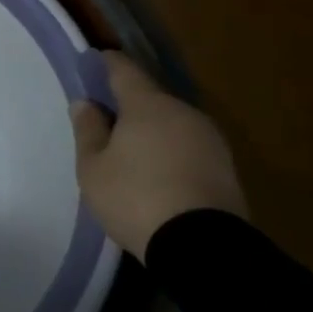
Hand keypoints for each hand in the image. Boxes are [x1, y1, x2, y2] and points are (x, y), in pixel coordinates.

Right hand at [70, 52, 243, 260]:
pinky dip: (170, 151)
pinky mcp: (226, 167)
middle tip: (104, 120)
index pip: (123, 69)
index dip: (105, 63)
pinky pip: (188, 146)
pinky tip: (156, 172)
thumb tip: (86, 103)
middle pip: (150, 97)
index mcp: (148, 104)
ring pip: (171, 122)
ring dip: (151, 130)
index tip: (90, 63)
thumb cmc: (136, 197)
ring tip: (130, 152)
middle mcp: (183, 112)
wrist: (203, 248)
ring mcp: (210, 139)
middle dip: (127, 104)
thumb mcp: (93, 167)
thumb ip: (88, 130)